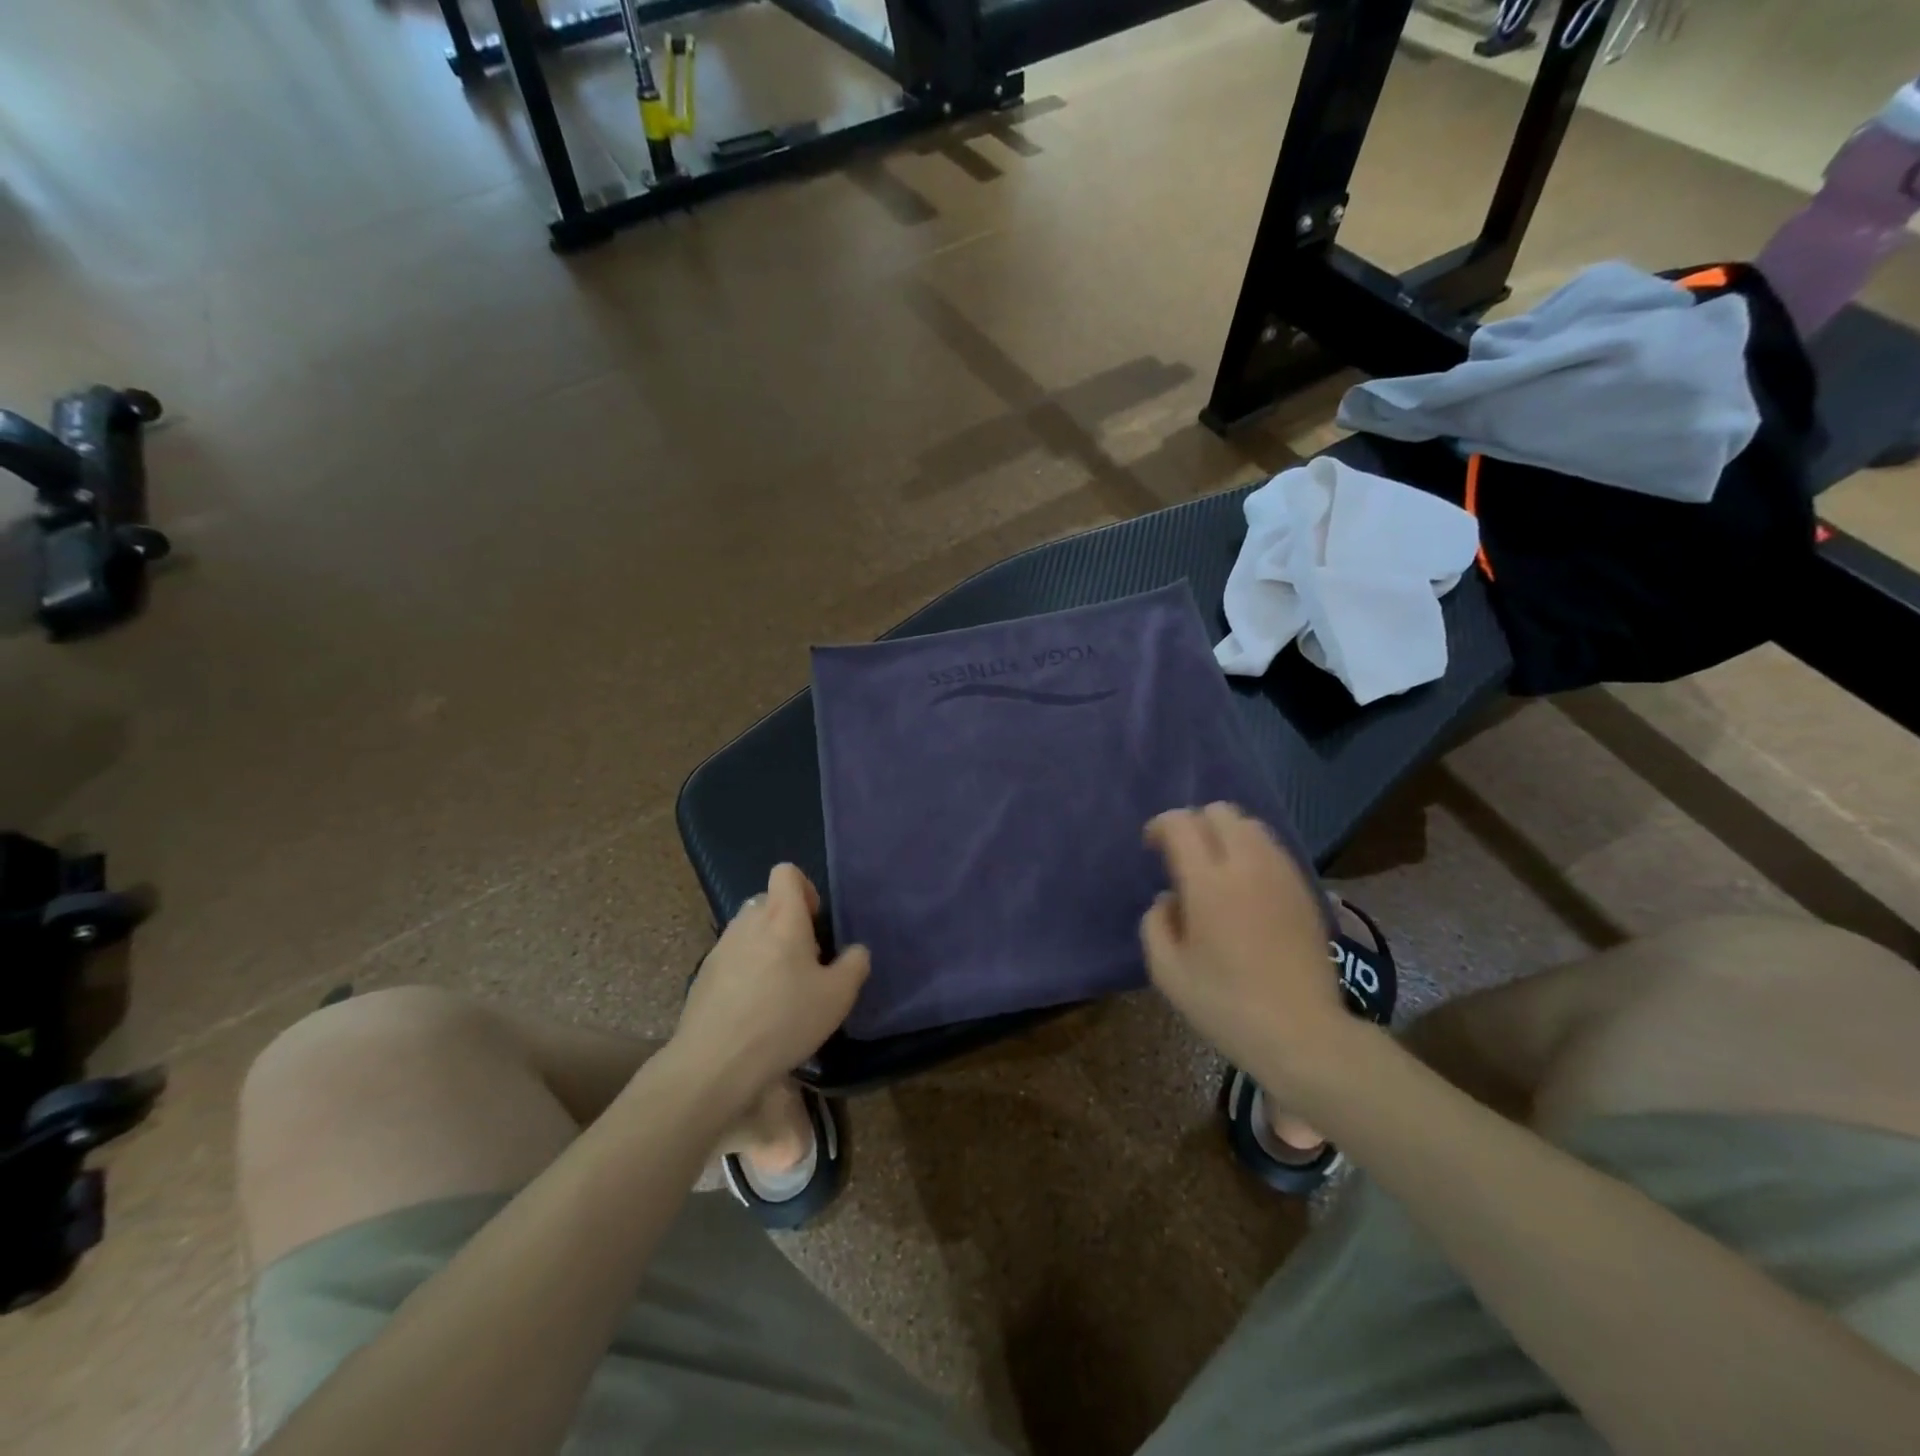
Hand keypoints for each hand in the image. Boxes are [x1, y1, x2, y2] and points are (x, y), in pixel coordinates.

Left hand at [674, 865, 868, 1103]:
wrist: (715, 1063)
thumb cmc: (784, 1020)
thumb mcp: (838, 997)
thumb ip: (854, 965)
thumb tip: (856, 951)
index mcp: (782, 917)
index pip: (786, 872)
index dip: (804, 888)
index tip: (815, 922)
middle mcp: (748, 922)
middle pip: (768, 901)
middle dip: (787, 921)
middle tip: (804, 960)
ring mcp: (721, 948)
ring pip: (748, 930)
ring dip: (765, 945)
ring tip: (779, 986)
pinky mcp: (703, 975)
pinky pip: (731, 958)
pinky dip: (745, 970)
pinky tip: (753, 1008)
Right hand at [1141, 804, 1358, 1100]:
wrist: (1302, 1034)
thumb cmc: (1225, 1005)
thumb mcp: (1167, 971)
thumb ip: (1156, 923)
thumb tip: (1169, 899)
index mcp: (1208, 882)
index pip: (1181, 823)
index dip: (1161, 826)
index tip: (1152, 847)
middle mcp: (1248, 865)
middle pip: (1220, 812)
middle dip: (1195, 823)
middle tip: (1182, 855)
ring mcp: (1282, 875)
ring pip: (1251, 825)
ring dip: (1226, 834)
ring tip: (1215, 868)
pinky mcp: (1305, 890)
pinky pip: (1273, 849)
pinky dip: (1252, 852)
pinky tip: (1245, 886)